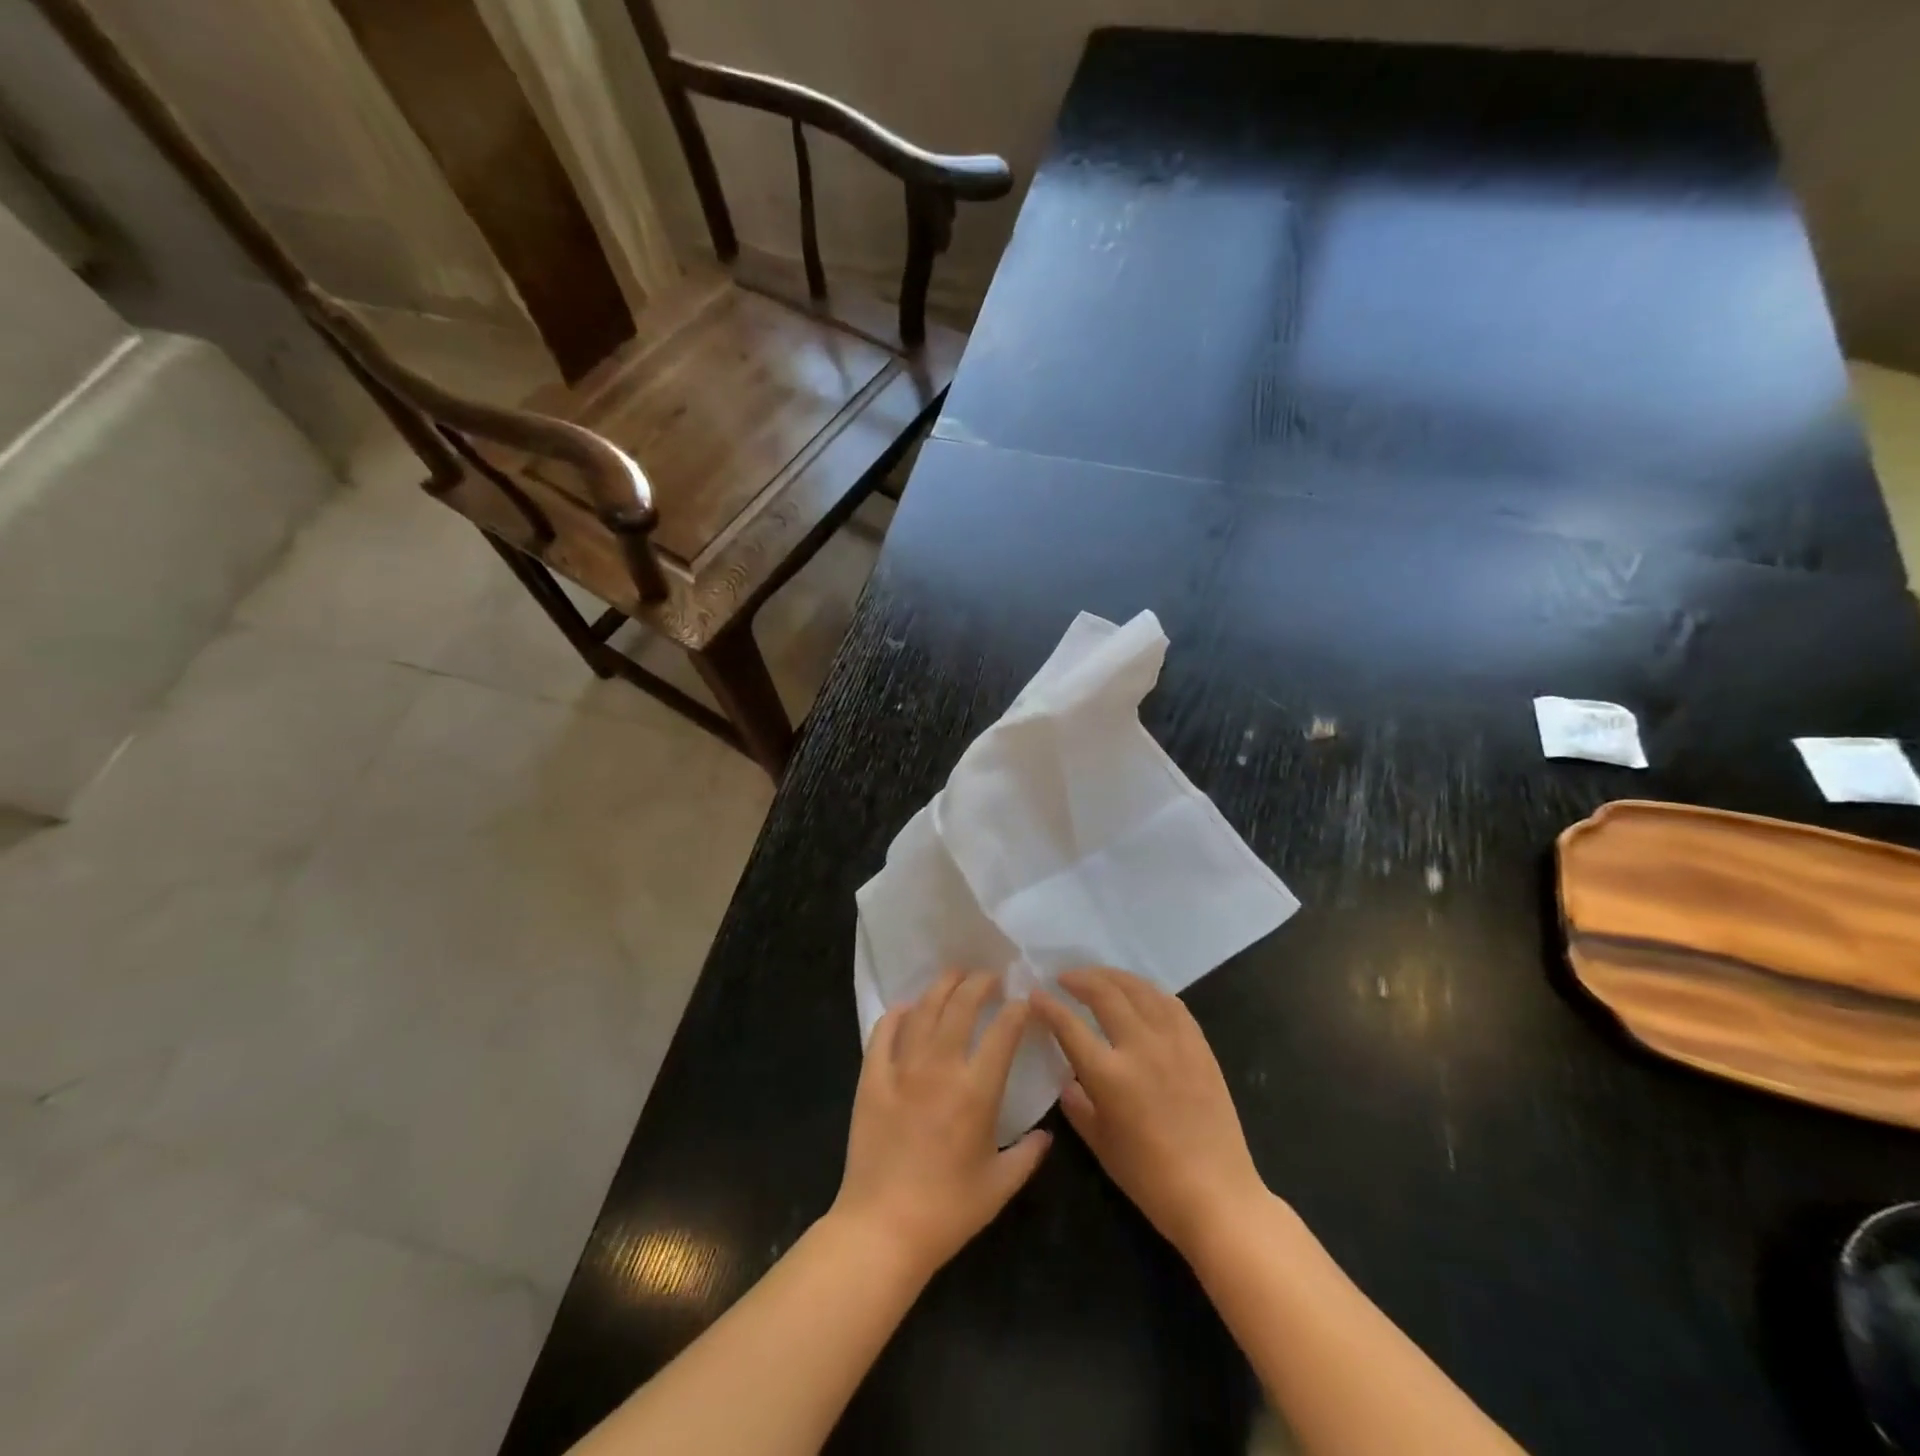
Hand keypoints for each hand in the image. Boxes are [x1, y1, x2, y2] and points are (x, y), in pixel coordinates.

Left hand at [830, 970, 1051, 1281]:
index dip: (1016, 1010)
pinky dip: (897, 1014)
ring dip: (942, 987)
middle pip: (961, 1006)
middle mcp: (940, 1068)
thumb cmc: (947, 1211)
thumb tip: (1047, 1134)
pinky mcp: (872, 1078)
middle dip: (979, 984)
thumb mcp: (999, 1187)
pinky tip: (906, 1007)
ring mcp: (902, 1069)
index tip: (1023, 1002)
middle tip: (989, 976)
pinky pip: (883, 1033)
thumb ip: (1028, 1155)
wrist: (883, 1229)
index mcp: (976, 1091)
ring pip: (924, 1011)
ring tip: (955, 976)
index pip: (1002, 1032)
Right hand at [1032, 967, 1268, 1257]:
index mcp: (1109, 1075)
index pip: (1069, 1026)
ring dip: (1113, 977)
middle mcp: (1140, 1047)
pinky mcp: (1199, 1046)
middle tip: (1064, 978)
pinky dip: (1148, 991)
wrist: (1216, 1194)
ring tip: (1098, 976)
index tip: (1035, 995)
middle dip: (1079, 979)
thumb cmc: (1151, 1179)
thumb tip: (1068, 1081)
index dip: (1048, 1006)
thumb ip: (1078, 1106)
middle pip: (1105, 994)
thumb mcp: (1101, 1145)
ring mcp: (1173, 1042)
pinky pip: (1171, 1004)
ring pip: (1139, 990)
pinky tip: (1139, 993)